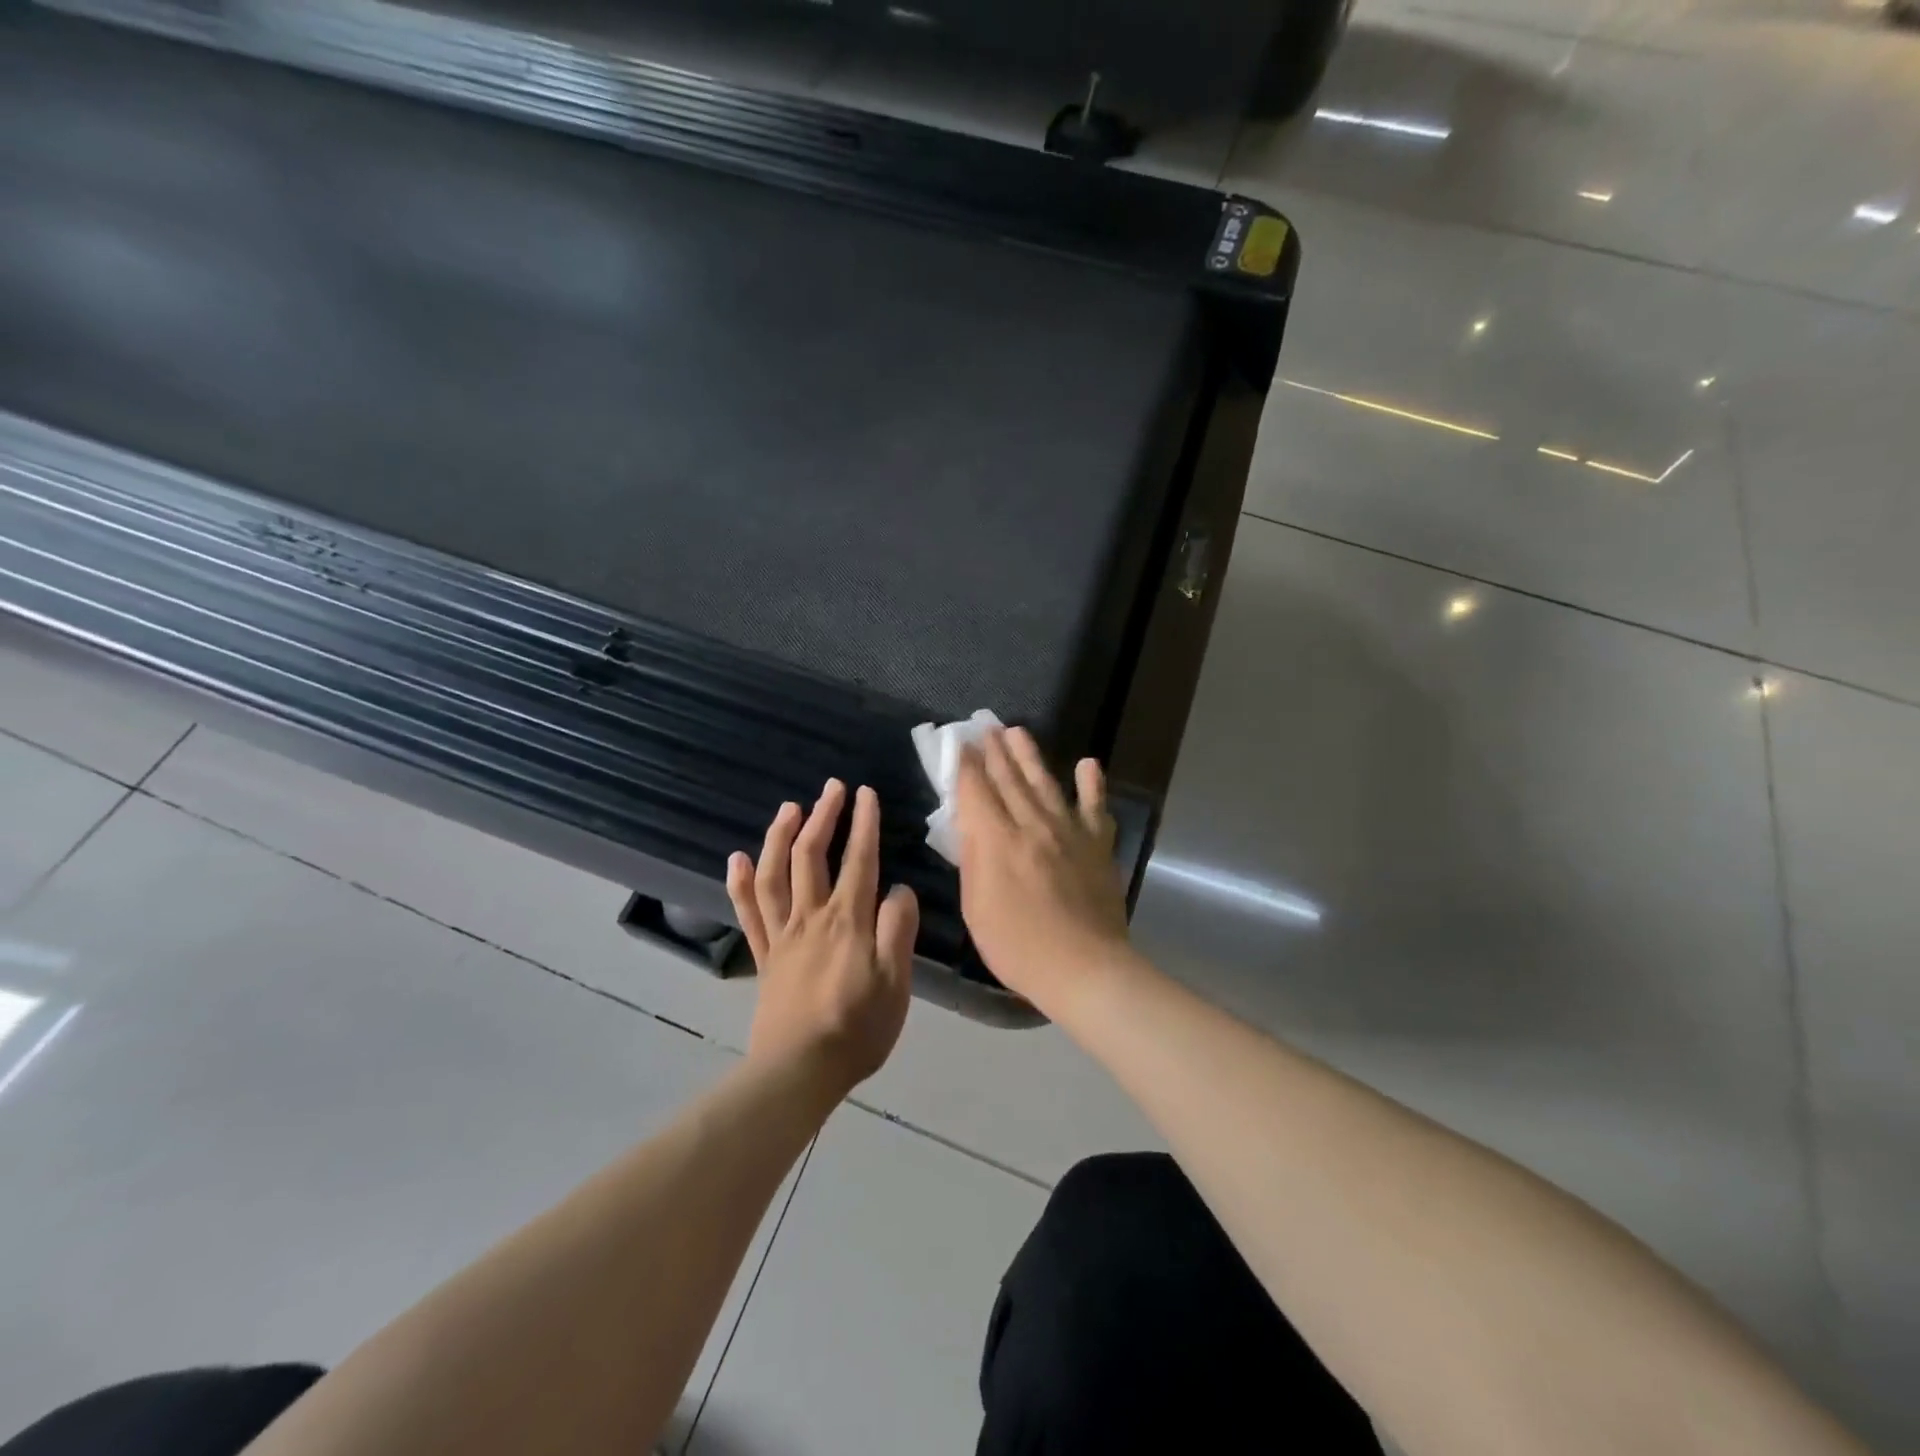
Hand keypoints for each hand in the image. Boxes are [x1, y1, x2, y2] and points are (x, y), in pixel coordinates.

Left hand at [727, 780, 918, 1097]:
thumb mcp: (895, 983)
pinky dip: (740, 883)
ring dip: (780, 837)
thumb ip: (898, 931)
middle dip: (824, 817)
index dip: (864, 824)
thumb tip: (900, 890)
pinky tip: (738, 858)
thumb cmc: (857, 1029)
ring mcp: (781, 935)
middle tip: (832, 788)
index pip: (859, 861)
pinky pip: (748, 913)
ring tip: (789, 807)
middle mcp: (811, 918)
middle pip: (813, 857)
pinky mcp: (763, 956)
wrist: (799, 1071)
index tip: (866, 793)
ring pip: (775, 875)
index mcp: (848, 922)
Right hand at [954, 728, 1133, 1013]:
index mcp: (998, 841)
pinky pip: (1095, 806)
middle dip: (994, 751)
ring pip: (1045, 782)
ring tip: (1018, 731)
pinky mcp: (1098, 844)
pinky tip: (1087, 763)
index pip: (976, 791)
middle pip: (1009, 779)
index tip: (959, 743)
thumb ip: (973, 861)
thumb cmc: (1018, 947)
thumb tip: (970, 825)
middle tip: (986, 726)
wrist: (1084, 967)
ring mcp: (1069, 831)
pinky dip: (1092, 783)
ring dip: (1030, 755)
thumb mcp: (976, 908)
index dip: (965, 765)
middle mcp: (1033, 824)